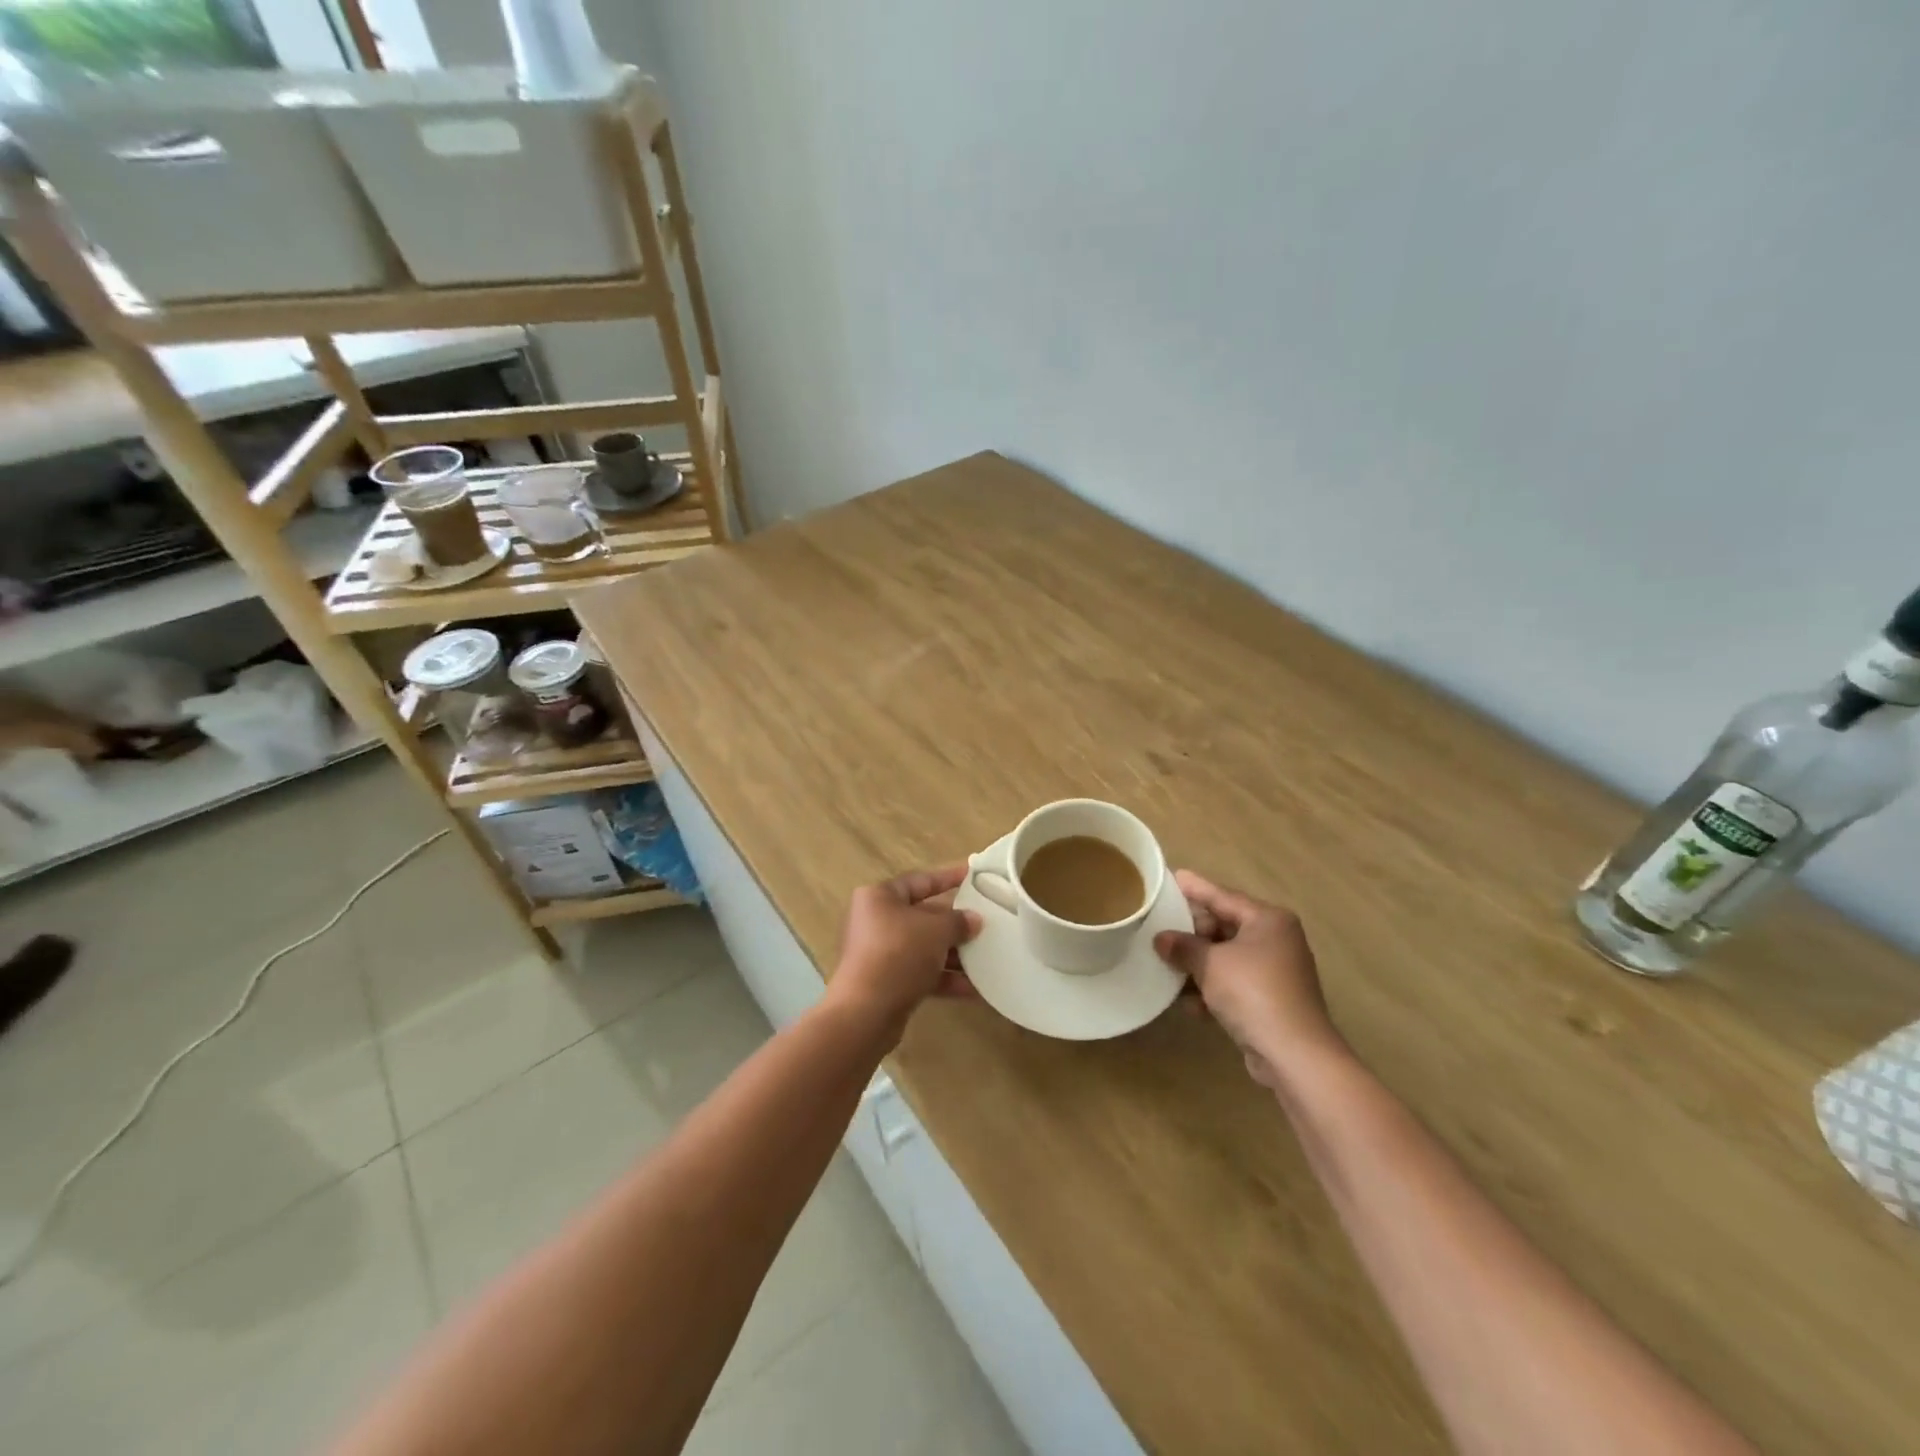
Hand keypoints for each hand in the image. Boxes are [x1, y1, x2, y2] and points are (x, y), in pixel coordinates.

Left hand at [832, 865, 980, 1024]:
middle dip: (955, 923)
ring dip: (954, 954)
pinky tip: (974, 989)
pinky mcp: (886, 982)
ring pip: (924, 947)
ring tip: (987, 957)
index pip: (920, 880)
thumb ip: (958, 921)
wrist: (866, 1012)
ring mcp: (880, 953)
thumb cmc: (899, 954)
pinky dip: (945, 978)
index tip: (973, 874)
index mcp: (880, 897)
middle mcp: (876, 921)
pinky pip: (921, 973)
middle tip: (986, 922)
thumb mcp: (936, 930)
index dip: (948, 877)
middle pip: (923, 916)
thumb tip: (974, 920)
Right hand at [1155, 870, 1346, 1088]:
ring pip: (1226, 958)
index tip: (1172, 877)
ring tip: (1164, 965)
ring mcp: (1274, 972)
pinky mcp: (1270, 1001)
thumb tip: (1161, 939)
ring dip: (1197, 964)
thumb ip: (1184, 946)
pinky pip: (1232, 984)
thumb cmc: (1253, 992)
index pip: (1223, 897)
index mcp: (1268, 920)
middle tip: (1158, 928)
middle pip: (1224, 927)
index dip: (1195, 888)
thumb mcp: (1211, 963)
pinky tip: (1188, 1003)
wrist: (1294, 1055)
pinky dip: (1211, 989)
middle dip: (1191, 933)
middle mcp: (1275, 940)